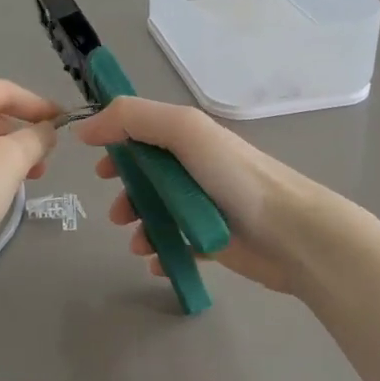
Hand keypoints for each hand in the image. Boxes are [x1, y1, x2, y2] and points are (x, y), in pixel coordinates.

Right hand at [74, 97, 364, 296]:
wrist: (293, 235)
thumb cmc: (235, 178)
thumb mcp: (184, 131)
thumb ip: (132, 119)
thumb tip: (86, 128)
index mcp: (189, 137)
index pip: (141, 131)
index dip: (115, 144)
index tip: (98, 168)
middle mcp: (194, 167)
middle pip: (145, 175)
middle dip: (125, 192)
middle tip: (117, 214)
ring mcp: (204, 205)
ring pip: (157, 212)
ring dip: (139, 226)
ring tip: (139, 243)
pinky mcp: (213, 240)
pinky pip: (177, 244)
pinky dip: (162, 252)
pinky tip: (158, 261)